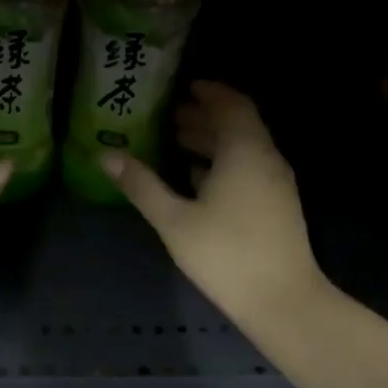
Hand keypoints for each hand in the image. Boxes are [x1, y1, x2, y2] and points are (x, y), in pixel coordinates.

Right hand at [103, 81, 324, 332]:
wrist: (282, 300)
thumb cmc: (225, 254)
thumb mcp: (174, 219)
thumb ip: (141, 184)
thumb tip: (106, 154)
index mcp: (244, 151)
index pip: (231, 104)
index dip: (209, 92)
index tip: (183, 87)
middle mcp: (266, 158)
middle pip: (237, 125)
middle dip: (204, 117)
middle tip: (168, 116)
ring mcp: (276, 183)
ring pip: (244, 148)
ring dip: (212, 141)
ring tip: (175, 143)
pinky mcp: (277, 205)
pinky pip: (249, 168)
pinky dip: (223, 163)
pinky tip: (196, 180)